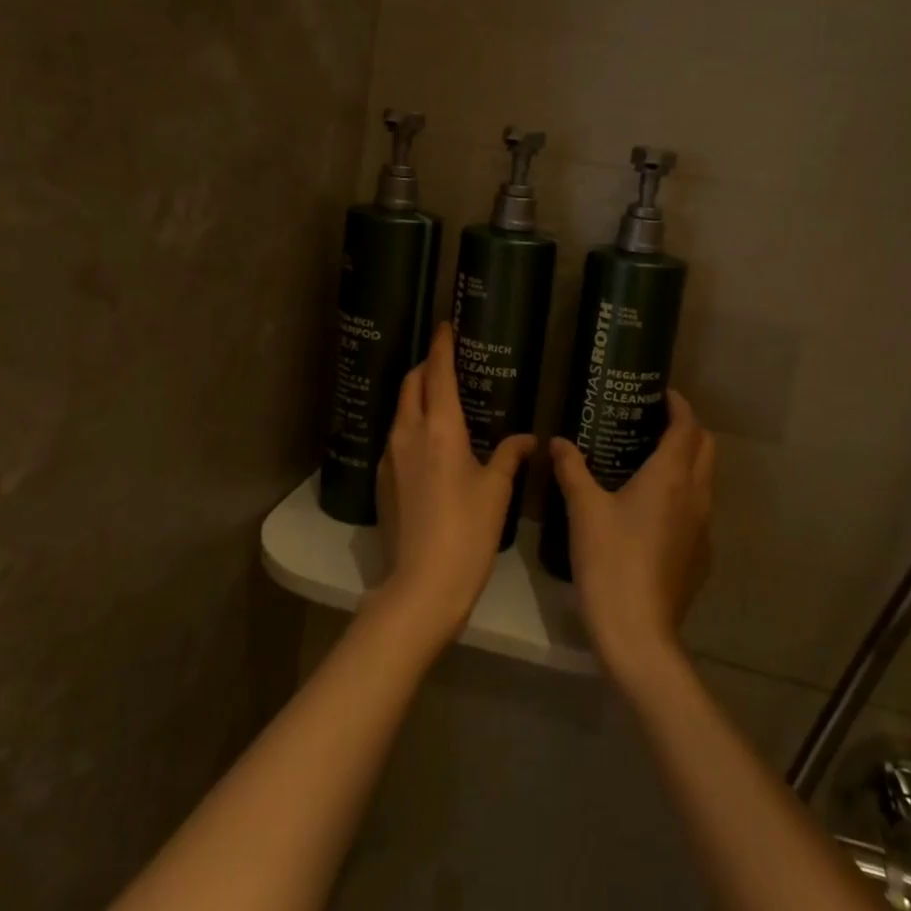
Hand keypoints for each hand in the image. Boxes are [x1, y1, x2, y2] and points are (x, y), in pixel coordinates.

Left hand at [373, 323, 535, 646]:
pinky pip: (396, 437)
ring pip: (401, 410)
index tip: (445, 326)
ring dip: (417, 394)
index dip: (442, 346)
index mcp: (440, 428)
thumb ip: (510, 456)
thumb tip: (527, 438)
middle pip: (412, 384)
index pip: (437, 373)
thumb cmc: (468, 532)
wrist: (422, 584)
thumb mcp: (496, 491)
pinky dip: (411, 424)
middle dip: (427, 365)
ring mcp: (390, 457)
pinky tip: (429, 442)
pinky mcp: (382, 480)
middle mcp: (408, 433)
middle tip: (446, 360)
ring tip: (441, 398)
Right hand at [549, 391, 714, 685]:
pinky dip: (683, 494)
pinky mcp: (700, 555)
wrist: (638, 632)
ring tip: (649, 461)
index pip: (687, 426)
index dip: (679, 405)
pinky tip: (651, 510)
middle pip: (706, 448)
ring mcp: (703, 528)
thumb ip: (572, 469)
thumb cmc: (610, 561)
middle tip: (652, 423)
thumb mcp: (584, 510)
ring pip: (704, 479)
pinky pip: (698, 510)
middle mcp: (696, 495)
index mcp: (671, 476)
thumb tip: (558, 441)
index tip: (660, 394)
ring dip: (687, 461)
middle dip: (687, 429)